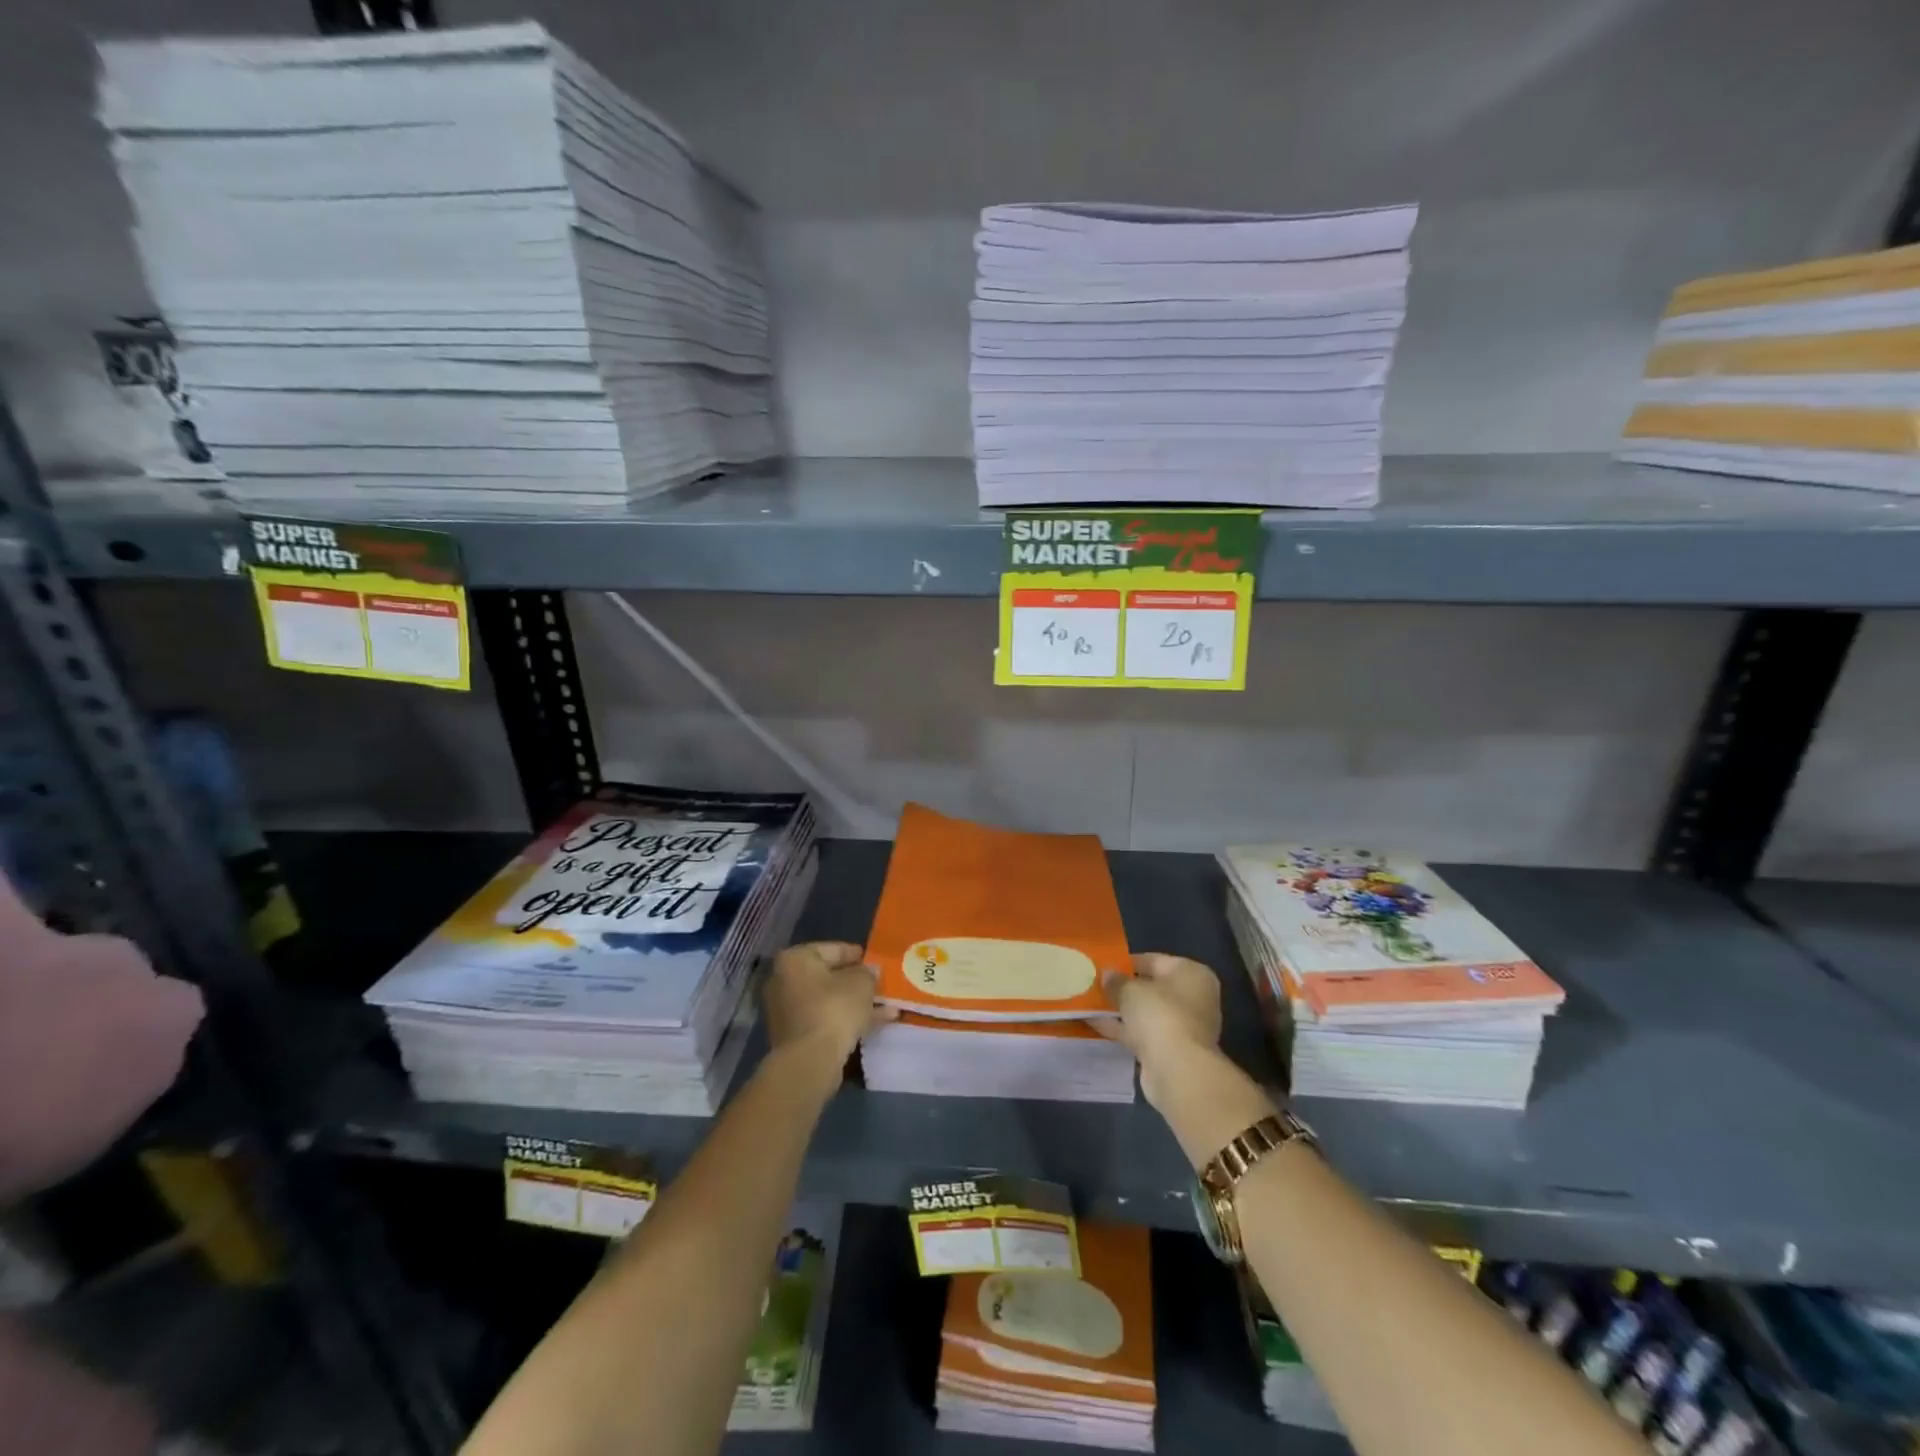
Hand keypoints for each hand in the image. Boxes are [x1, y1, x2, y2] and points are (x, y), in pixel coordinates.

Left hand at [763, 941, 893, 1073]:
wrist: (809, 1061)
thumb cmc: (834, 1009)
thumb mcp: (861, 983)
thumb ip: (868, 973)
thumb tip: (870, 971)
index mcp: (795, 959)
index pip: (831, 949)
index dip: (855, 954)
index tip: (873, 959)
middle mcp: (784, 980)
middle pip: (828, 976)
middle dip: (855, 981)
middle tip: (878, 983)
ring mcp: (787, 1010)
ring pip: (828, 1000)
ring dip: (855, 1003)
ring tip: (885, 1006)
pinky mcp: (794, 1035)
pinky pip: (825, 1019)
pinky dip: (846, 1019)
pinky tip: (875, 1024)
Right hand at [1095, 953, 1224, 1103]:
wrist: (1178, 1071)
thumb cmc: (1160, 1015)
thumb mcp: (1131, 990)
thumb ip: (1116, 980)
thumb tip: (1107, 974)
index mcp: (1192, 974)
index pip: (1155, 960)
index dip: (1127, 962)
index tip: (1103, 966)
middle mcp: (1193, 997)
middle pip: (1151, 987)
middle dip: (1123, 988)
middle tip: (1095, 984)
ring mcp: (1183, 1026)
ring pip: (1145, 1012)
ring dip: (1120, 1009)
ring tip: (1089, 1002)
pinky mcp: (1170, 1050)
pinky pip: (1141, 1032)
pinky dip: (1121, 1028)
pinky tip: (1094, 1023)